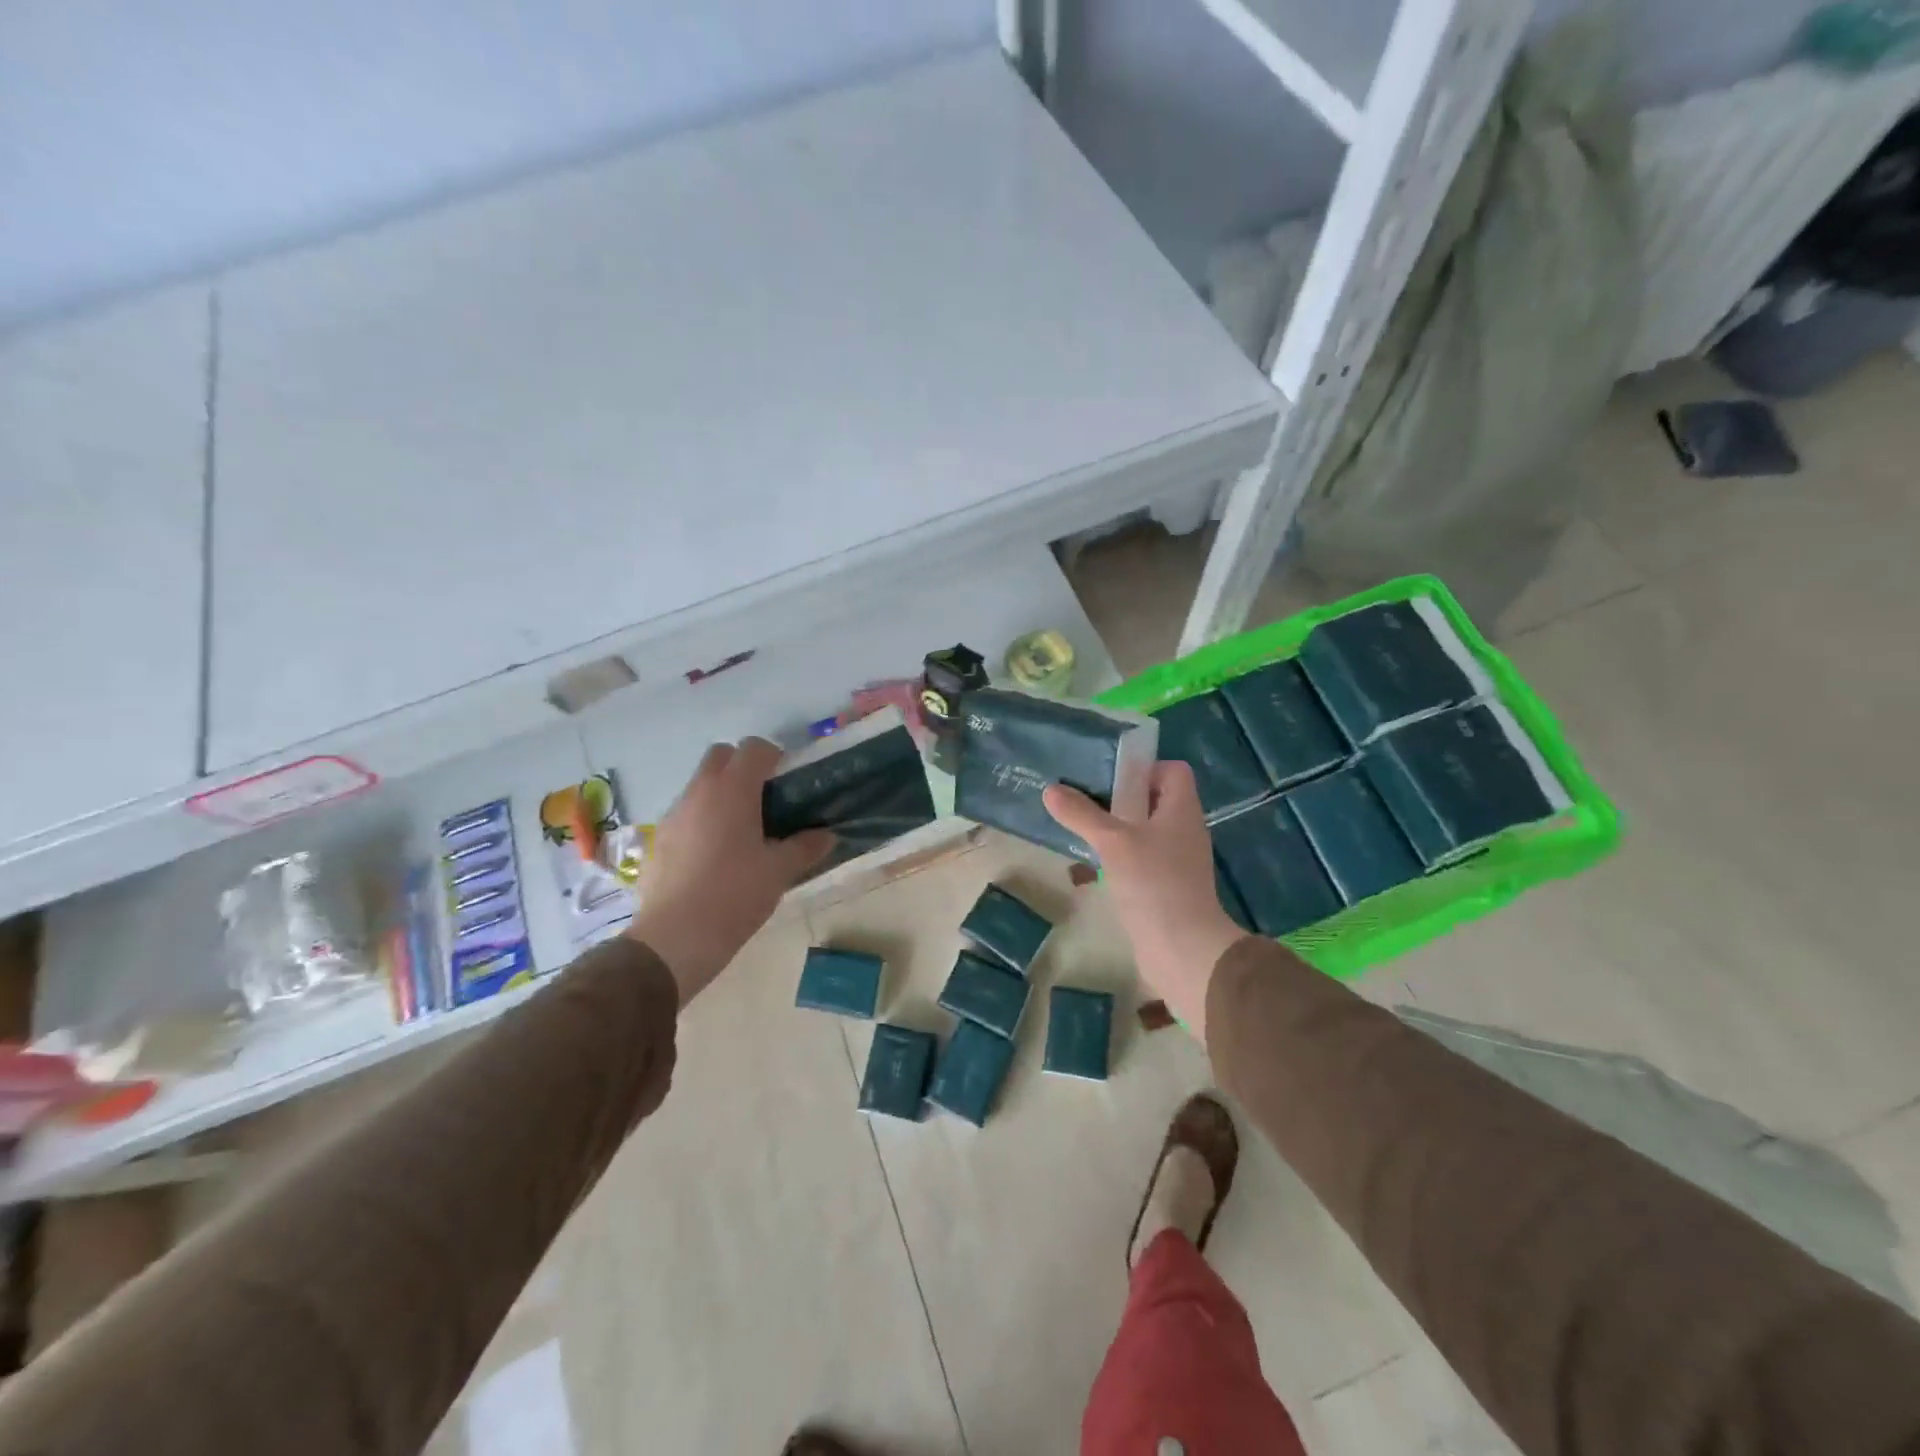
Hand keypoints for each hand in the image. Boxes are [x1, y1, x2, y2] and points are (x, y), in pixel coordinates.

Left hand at [626, 739, 834, 1003]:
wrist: (675, 939)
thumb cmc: (735, 895)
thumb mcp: (779, 872)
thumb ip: (805, 847)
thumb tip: (827, 835)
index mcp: (732, 790)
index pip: (754, 748)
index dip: (774, 757)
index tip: (788, 781)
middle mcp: (698, 792)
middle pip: (720, 757)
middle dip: (743, 767)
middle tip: (764, 800)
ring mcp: (672, 816)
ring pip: (699, 786)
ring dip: (720, 795)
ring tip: (740, 833)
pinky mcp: (657, 841)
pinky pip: (684, 816)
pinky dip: (701, 822)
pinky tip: (713, 858)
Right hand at [1044, 762, 1244, 1041]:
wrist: (1182, 950)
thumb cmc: (1154, 884)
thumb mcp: (1113, 842)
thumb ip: (1081, 814)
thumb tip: (1050, 790)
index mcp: (1182, 810)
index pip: (1172, 771)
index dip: (1144, 767)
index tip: (1110, 776)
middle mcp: (1184, 830)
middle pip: (1155, 800)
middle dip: (1120, 797)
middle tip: (1084, 798)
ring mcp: (1177, 861)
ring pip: (1145, 832)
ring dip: (1116, 829)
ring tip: (1081, 828)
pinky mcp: (1166, 887)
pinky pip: (1142, 860)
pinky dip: (1120, 857)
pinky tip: (1092, 865)